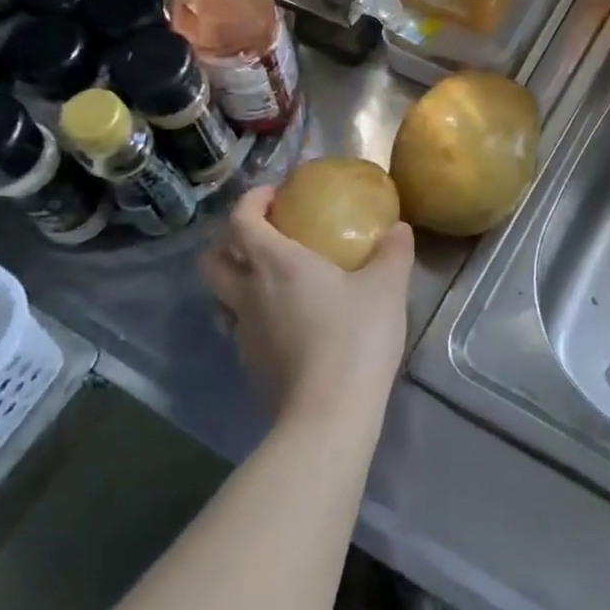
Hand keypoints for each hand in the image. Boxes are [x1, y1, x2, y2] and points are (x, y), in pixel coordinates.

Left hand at [198, 187, 415, 428]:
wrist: (329, 413)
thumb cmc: (355, 338)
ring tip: (272, 282)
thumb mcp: (387, 288)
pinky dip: (253, 316)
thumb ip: (393, 252)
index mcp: (276, 264)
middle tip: (262, 238)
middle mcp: (248, 294)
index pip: (240, 220)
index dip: (251, 201)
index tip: (273, 196)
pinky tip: (286, 324)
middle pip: (212, 260)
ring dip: (236, 282)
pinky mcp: (249, 365)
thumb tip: (398, 229)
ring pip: (220, 297)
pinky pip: (239, 329)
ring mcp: (243, 333)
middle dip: (228, 242)